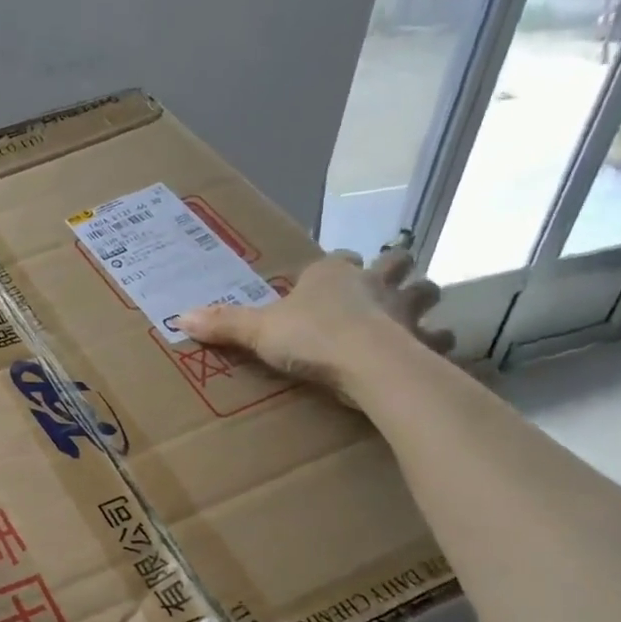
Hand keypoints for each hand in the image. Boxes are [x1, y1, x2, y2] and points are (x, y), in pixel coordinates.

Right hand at [177, 248, 453, 389]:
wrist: (367, 363)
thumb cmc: (311, 337)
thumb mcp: (258, 331)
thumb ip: (224, 324)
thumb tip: (179, 317)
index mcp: (332, 274)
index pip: (338, 258)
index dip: (336, 266)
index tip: (329, 278)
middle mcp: (374, 283)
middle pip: (395, 262)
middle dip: (393, 270)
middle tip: (385, 287)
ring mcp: (406, 310)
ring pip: (426, 291)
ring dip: (421, 301)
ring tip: (411, 318)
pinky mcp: (426, 341)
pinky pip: (441, 339)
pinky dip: (437, 345)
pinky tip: (429, 355)